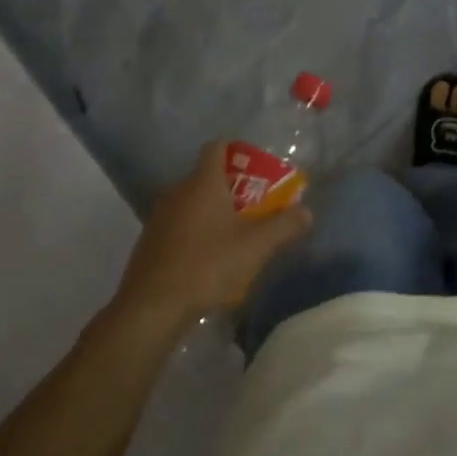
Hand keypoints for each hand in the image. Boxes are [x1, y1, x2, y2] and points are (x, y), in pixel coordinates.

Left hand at [115, 140, 311, 328]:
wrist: (151, 308)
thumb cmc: (207, 266)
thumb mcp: (256, 247)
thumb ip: (284, 226)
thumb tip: (306, 212)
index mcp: (203, 182)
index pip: (217, 147)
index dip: (237, 151)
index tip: (257, 168)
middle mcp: (178, 191)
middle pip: (207, 176)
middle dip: (233, 188)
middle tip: (257, 207)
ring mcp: (160, 216)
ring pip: (193, 202)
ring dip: (214, 212)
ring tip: (237, 235)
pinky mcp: (150, 242)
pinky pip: (180, 224)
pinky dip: (197, 232)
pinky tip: (210, 259)